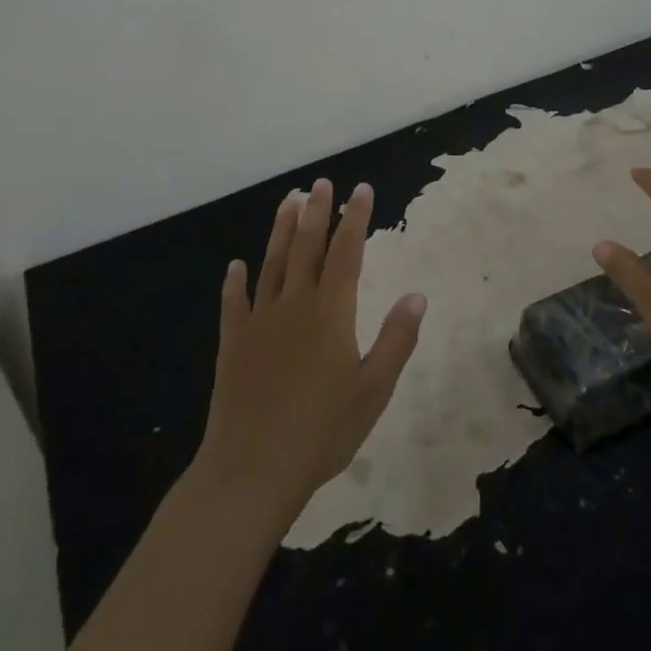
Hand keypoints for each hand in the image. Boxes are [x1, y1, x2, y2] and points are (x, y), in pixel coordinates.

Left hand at [196, 179, 424, 519]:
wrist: (253, 468)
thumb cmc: (323, 431)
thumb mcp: (374, 389)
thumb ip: (395, 339)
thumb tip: (417, 295)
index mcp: (331, 312)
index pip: (347, 252)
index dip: (355, 218)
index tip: (360, 189)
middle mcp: (294, 304)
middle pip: (307, 247)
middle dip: (317, 212)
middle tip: (321, 183)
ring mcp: (260, 321)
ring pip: (272, 264)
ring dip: (281, 231)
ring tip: (288, 201)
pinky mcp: (233, 343)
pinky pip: (234, 303)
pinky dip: (235, 282)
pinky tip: (235, 266)